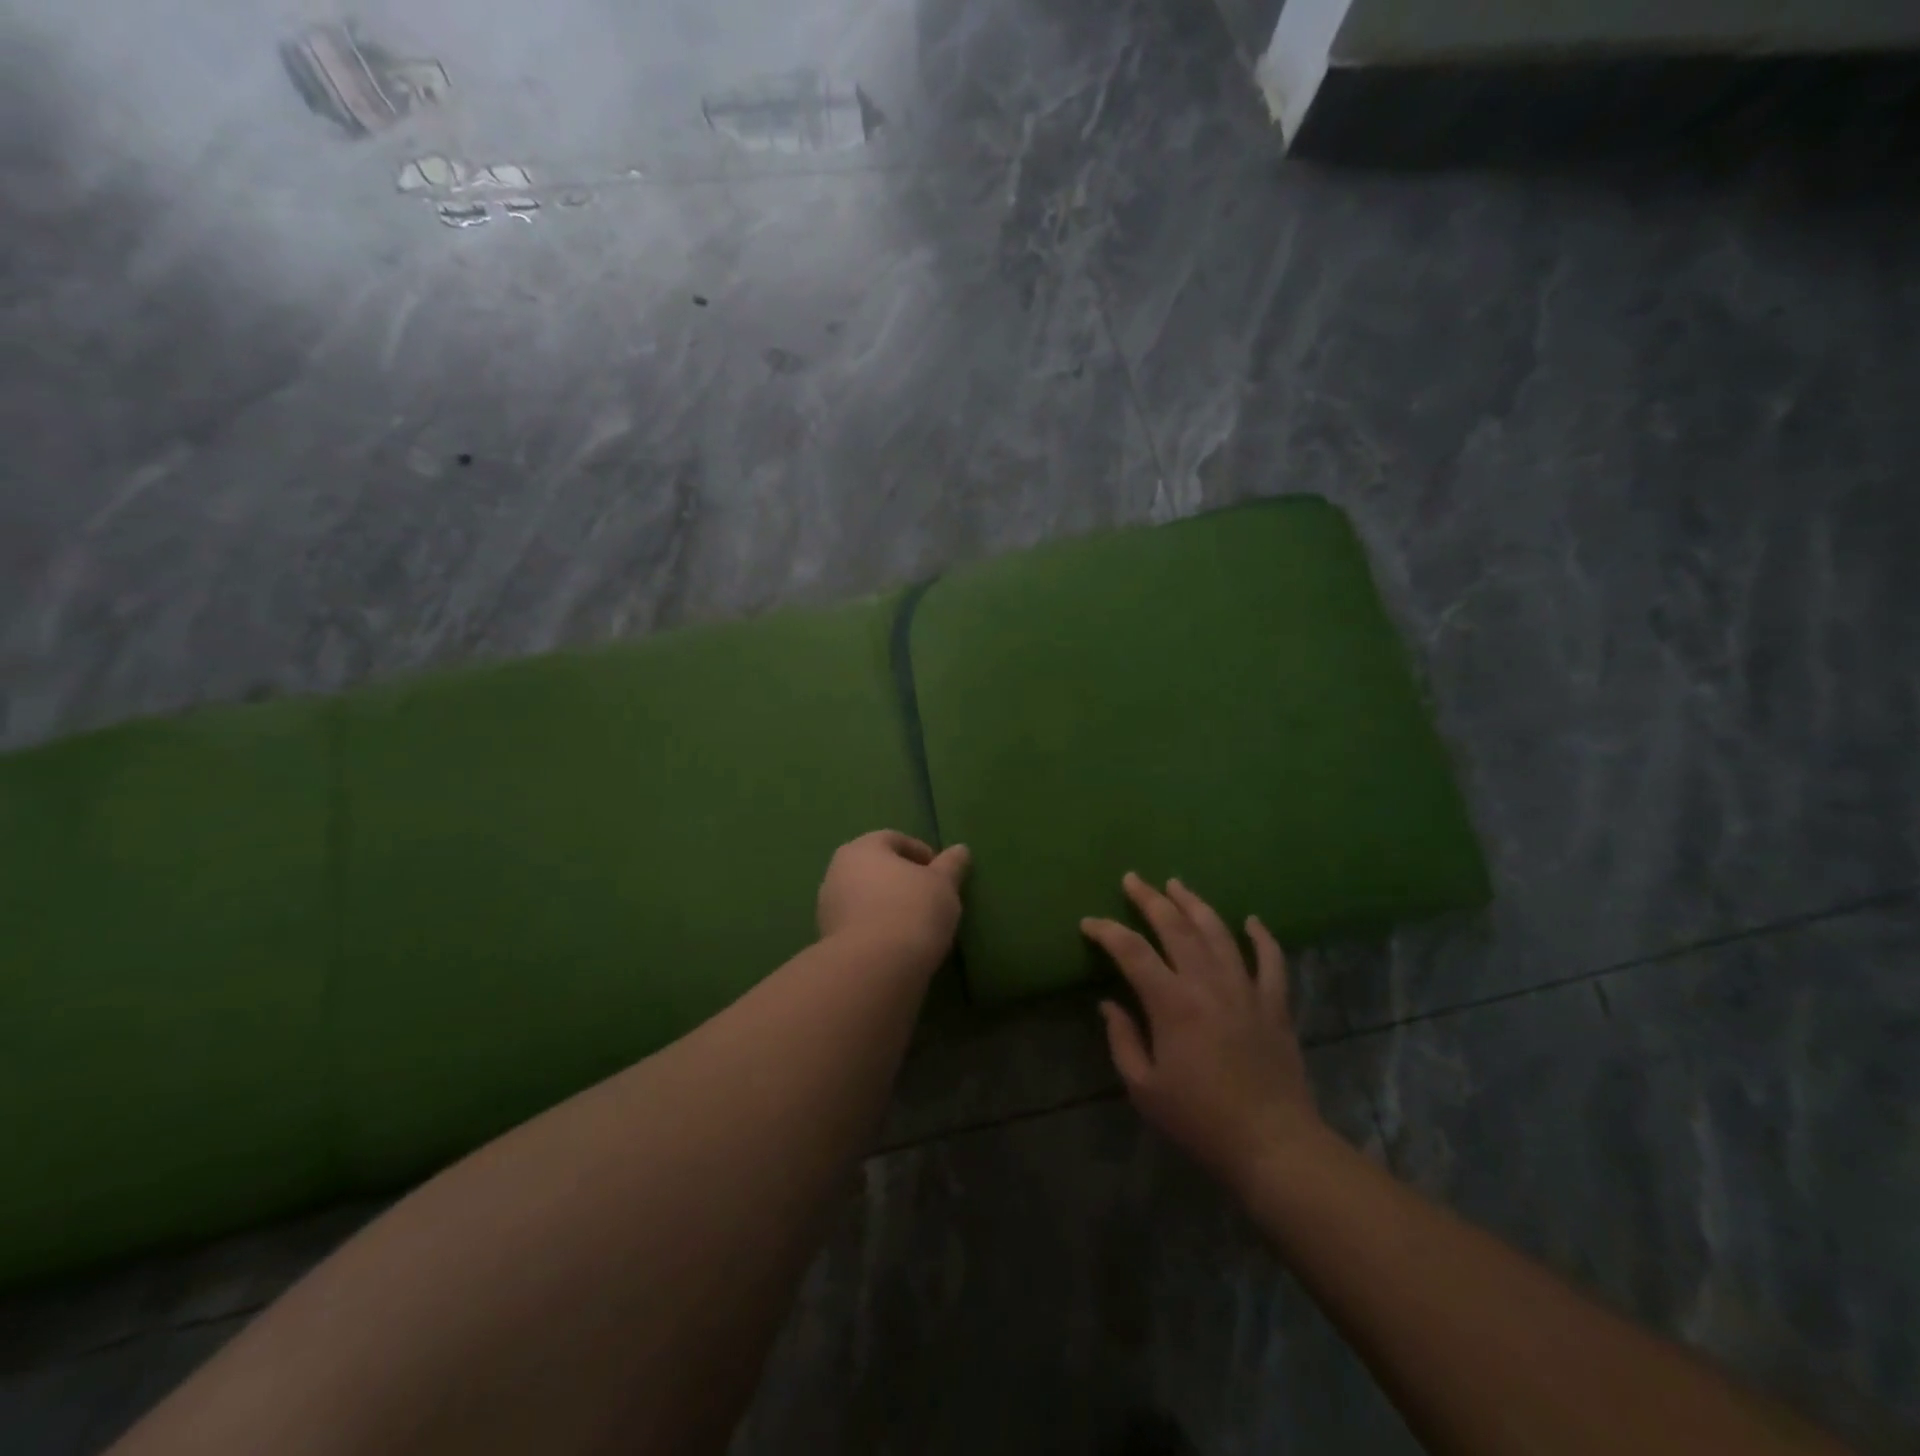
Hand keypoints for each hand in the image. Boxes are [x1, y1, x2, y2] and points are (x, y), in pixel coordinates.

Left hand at [817, 830, 969, 971]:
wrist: (873, 968)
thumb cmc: (911, 911)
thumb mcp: (943, 885)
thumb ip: (951, 865)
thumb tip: (960, 850)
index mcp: (862, 848)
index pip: (894, 840)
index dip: (921, 853)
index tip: (941, 875)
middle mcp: (837, 871)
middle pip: (875, 868)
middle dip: (901, 879)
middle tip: (929, 897)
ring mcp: (827, 906)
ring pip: (864, 897)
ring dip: (887, 905)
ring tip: (915, 924)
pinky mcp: (827, 939)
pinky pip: (858, 924)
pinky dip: (876, 928)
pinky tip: (897, 944)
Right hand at [1082, 874, 1327, 1191]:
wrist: (1273, 1145)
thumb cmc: (1200, 1120)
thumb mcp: (1144, 1089)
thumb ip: (1122, 1040)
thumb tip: (1109, 1004)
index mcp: (1172, 1002)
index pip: (1131, 951)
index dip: (1106, 931)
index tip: (1088, 923)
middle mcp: (1207, 983)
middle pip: (1176, 927)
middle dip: (1150, 899)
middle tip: (1133, 879)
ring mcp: (1245, 989)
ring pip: (1219, 932)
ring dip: (1195, 904)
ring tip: (1177, 885)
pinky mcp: (1275, 1005)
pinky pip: (1271, 960)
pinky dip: (1262, 937)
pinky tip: (1252, 921)